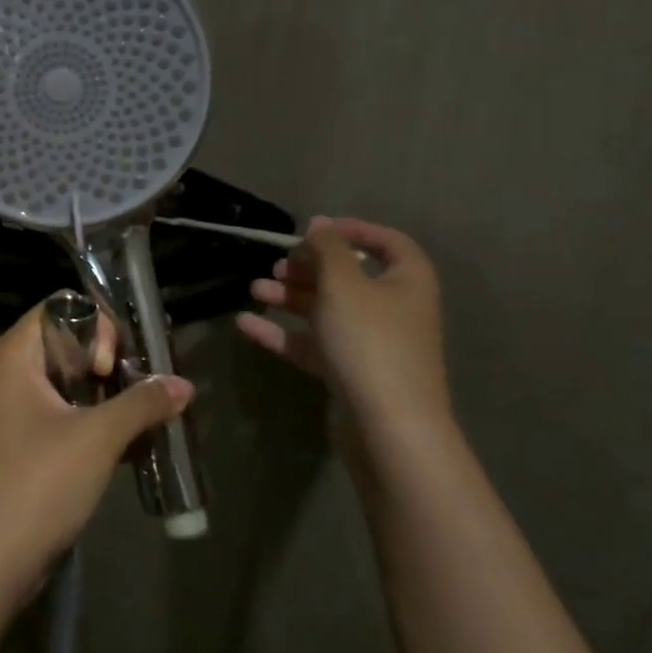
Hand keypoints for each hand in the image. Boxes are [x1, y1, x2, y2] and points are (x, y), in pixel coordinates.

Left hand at [0, 296, 193, 591]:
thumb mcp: (98, 437)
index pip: (62, 307)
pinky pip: (67, 414)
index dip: (97, 325)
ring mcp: (15, 409)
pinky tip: (133, 443)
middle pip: (70, 342)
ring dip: (111, 394)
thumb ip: (144, 402)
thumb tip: (185, 384)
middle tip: (147, 386)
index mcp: (15, 355)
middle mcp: (10, 373)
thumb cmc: (38, 483)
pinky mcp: (25, 443)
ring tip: (149, 414)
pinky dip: (97, 420)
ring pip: (72, 381)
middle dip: (114, 360)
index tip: (116, 365)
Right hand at [237, 215, 453, 456]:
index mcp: (407, 280)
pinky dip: (282, 332)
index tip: (311, 229)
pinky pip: (312, 343)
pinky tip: (245, 324)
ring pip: (326, 310)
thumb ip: (328, 249)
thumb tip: (320, 225)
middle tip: (277, 265)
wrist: (388, 427)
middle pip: (348, 276)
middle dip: (307, 267)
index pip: (385, 241)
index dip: (350, 230)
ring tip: (254, 290)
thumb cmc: (370, 341)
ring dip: (290, 297)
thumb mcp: (344, 283)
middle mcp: (393, 308)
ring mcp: (370, 343)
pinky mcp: (348, 372)